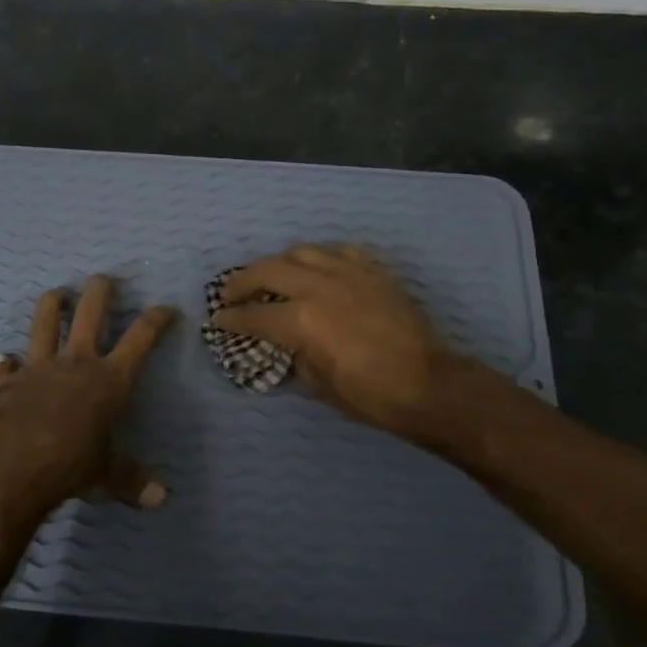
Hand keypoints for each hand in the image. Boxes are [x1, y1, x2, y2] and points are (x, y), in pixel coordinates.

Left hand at [0, 275, 178, 515]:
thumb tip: (161, 499)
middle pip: (90, 311)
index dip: (156, 319)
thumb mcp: (106, 475)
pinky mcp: (7, 382)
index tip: (166, 308)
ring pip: (44, 321)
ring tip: (56, 294)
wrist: (13, 466)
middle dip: (101, 290)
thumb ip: (131, 481)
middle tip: (104, 279)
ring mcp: (38, 367)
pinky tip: (5, 361)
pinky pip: (6, 366)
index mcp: (109, 379)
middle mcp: (76, 362)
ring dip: (51, 304)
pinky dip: (7, 363)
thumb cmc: (71, 465)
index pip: (141, 338)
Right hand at [213, 244, 479, 438]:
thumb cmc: (370, 395)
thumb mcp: (319, 384)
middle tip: (232, 293)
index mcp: (301, 320)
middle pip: (268, 270)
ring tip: (274, 276)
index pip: (253, 314)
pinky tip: (320, 269)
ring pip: (302, 251)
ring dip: (279, 263)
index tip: (218, 319)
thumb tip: (285, 344)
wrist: (428, 385)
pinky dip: (322, 258)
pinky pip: (340, 251)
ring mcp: (349, 273)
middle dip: (243, 281)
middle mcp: (319, 286)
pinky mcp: (374, 271)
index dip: (230, 318)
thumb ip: (295, 355)